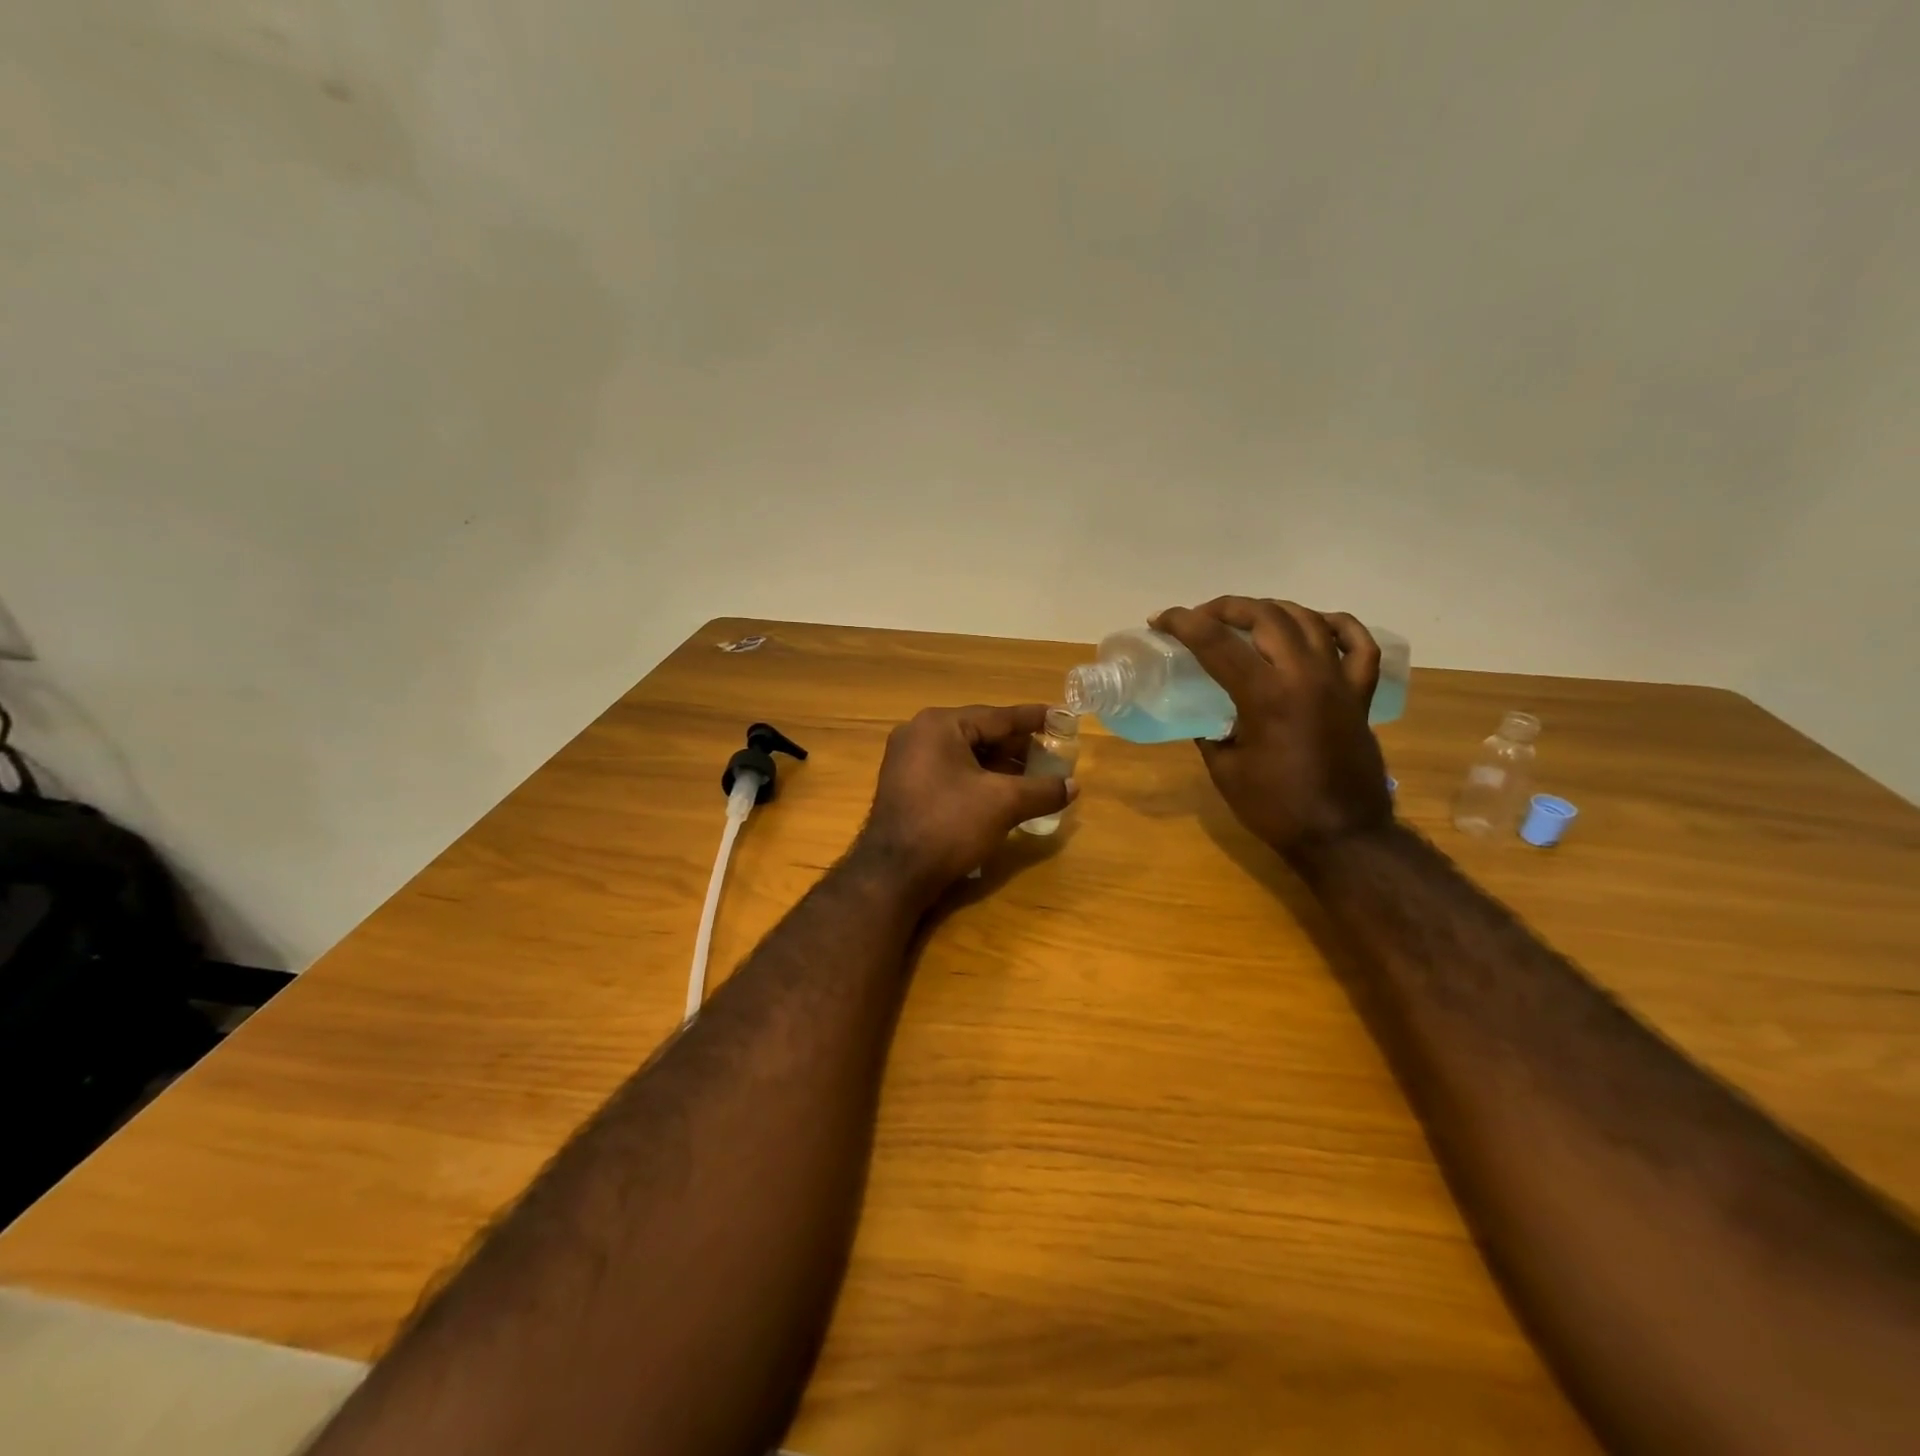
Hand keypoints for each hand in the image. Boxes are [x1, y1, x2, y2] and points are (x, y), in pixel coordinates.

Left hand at [851, 704, 1076, 907]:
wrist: (894, 874)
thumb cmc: (949, 825)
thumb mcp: (1003, 804)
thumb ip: (1042, 790)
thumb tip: (1073, 786)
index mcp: (940, 725)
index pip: (997, 717)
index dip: (1033, 719)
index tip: (1061, 717)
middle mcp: (919, 734)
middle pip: (980, 734)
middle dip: (1017, 747)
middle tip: (1052, 755)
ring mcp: (908, 760)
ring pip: (965, 755)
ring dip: (999, 766)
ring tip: (1034, 778)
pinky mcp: (906, 785)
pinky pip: (950, 772)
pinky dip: (978, 779)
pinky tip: (1003, 794)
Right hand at [1152, 598, 1391, 860]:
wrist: (1341, 836)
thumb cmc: (1275, 808)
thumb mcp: (1224, 769)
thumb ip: (1211, 731)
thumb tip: (1207, 714)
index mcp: (1265, 696)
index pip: (1216, 642)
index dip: (1183, 623)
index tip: (1160, 620)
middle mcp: (1304, 676)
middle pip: (1264, 616)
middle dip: (1225, 608)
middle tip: (1199, 618)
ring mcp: (1338, 681)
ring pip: (1308, 620)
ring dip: (1271, 610)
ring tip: (1246, 618)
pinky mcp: (1359, 695)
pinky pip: (1358, 645)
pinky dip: (1337, 626)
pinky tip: (1316, 624)